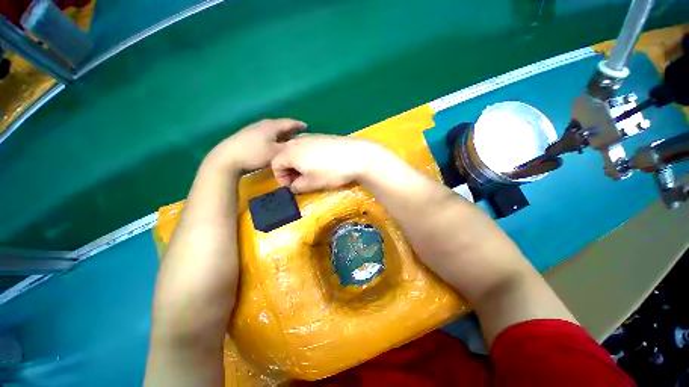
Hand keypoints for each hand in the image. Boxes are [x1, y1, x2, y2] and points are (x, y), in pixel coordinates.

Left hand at [204, 118, 305, 172]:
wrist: (228, 158)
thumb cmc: (255, 154)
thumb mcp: (276, 152)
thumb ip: (288, 148)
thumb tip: (297, 144)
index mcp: (272, 126)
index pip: (289, 122)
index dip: (298, 125)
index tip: (306, 126)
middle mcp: (263, 124)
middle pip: (280, 125)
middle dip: (290, 129)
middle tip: (298, 134)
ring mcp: (253, 129)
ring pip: (272, 130)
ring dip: (281, 134)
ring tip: (287, 139)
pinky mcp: (247, 135)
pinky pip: (266, 133)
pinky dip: (273, 137)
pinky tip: (273, 142)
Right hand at [271, 135, 388, 192]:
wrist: (356, 155)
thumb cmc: (331, 171)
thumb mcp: (311, 183)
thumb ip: (297, 186)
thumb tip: (293, 186)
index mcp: (289, 152)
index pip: (275, 165)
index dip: (281, 178)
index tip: (292, 187)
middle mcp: (296, 140)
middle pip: (284, 156)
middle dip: (289, 170)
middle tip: (300, 181)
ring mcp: (310, 136)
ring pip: (296, 150)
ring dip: (298, 163)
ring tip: (310, 174)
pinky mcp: (322, 136)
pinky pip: (307, 146)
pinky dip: (307, 156)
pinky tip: (320, 164)